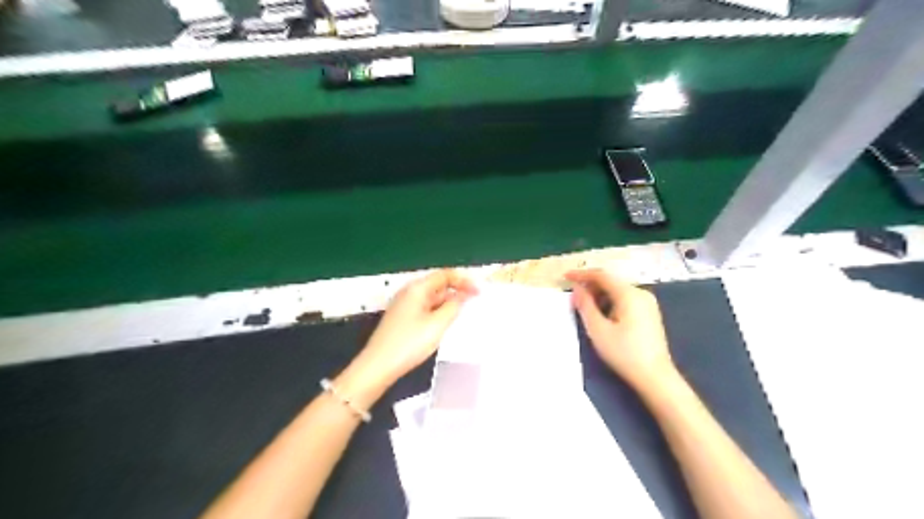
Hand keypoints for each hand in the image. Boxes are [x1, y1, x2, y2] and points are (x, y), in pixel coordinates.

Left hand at [339, 272, 475, 405]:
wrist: (378, 366)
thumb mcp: (437, 324)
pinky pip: (425, 309)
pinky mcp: (402, 319)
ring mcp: (404, 306)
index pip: (445, 275)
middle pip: (438, 285)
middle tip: (475, 302)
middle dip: (457, 291)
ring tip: (464, 314)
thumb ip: (454, 306)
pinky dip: (438, 312)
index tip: (479, 292)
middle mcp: (409, 292)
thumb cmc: (409, 343)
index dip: (464, 280)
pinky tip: (445, 324)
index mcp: (417, 288)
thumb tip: (465, 294)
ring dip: (448, 303)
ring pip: (432, 298)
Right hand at [567, 270, 677, 390]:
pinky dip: (610, 302)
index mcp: (629, 294)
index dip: (581, 274)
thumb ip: (585, 305)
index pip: (601, 275)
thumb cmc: (624, 353)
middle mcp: (640, 293)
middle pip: (611, 282)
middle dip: (590, 286)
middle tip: (573, 297)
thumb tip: (577, 288)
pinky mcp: (649, 314)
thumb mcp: (598, 329)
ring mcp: (647, 303)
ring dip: (600, 295)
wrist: (655, 377)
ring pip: (618, 291)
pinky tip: (602, 316)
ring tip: (584, 308)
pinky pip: (625, 300)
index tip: (565, 277)